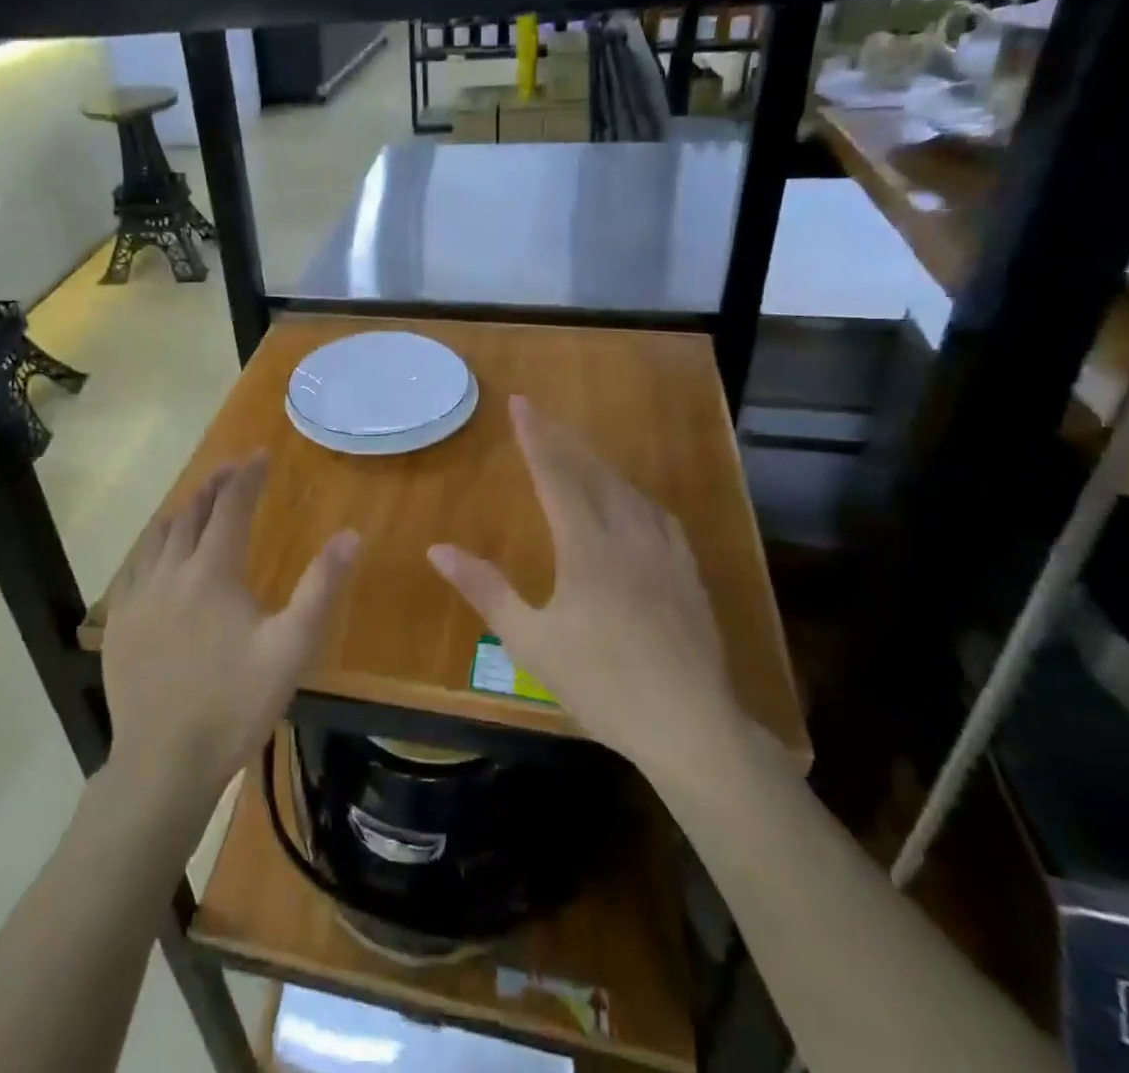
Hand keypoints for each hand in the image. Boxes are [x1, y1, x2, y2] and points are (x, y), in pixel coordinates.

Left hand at [102, 452, 359, 808]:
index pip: (230, 507)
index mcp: (212, 573)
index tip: (260, 455)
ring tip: (200, 501)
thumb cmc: (234, 705)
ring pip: (158, 536)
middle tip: (233, 469)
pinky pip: (134, 566)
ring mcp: (138, 598)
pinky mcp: (119, 624)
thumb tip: (350, 536)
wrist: (163, 764)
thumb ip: (321, 589)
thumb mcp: (291, 649)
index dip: (247, 477)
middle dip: (214, 485)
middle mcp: (170, 573)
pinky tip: (159, 553)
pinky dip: (153, 544)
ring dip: (183, 510)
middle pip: (191, 513)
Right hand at [427, 396, 741, 783]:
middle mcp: (628, 536)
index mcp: (587, 547)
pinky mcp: (688, 575)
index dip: (535, 436)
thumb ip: (485, 590)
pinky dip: (636, 497)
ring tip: (580, 453)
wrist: (690, 726)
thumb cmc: (601, 684)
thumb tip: (437, 549)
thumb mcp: (530, 641)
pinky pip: (659, 517)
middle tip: (543, 415)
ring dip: (600, 465)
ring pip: (629, 491)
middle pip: (594, 473)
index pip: (555, 475)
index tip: (520, 402)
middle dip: (565, 440)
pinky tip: (635, 505)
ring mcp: (664, 553)